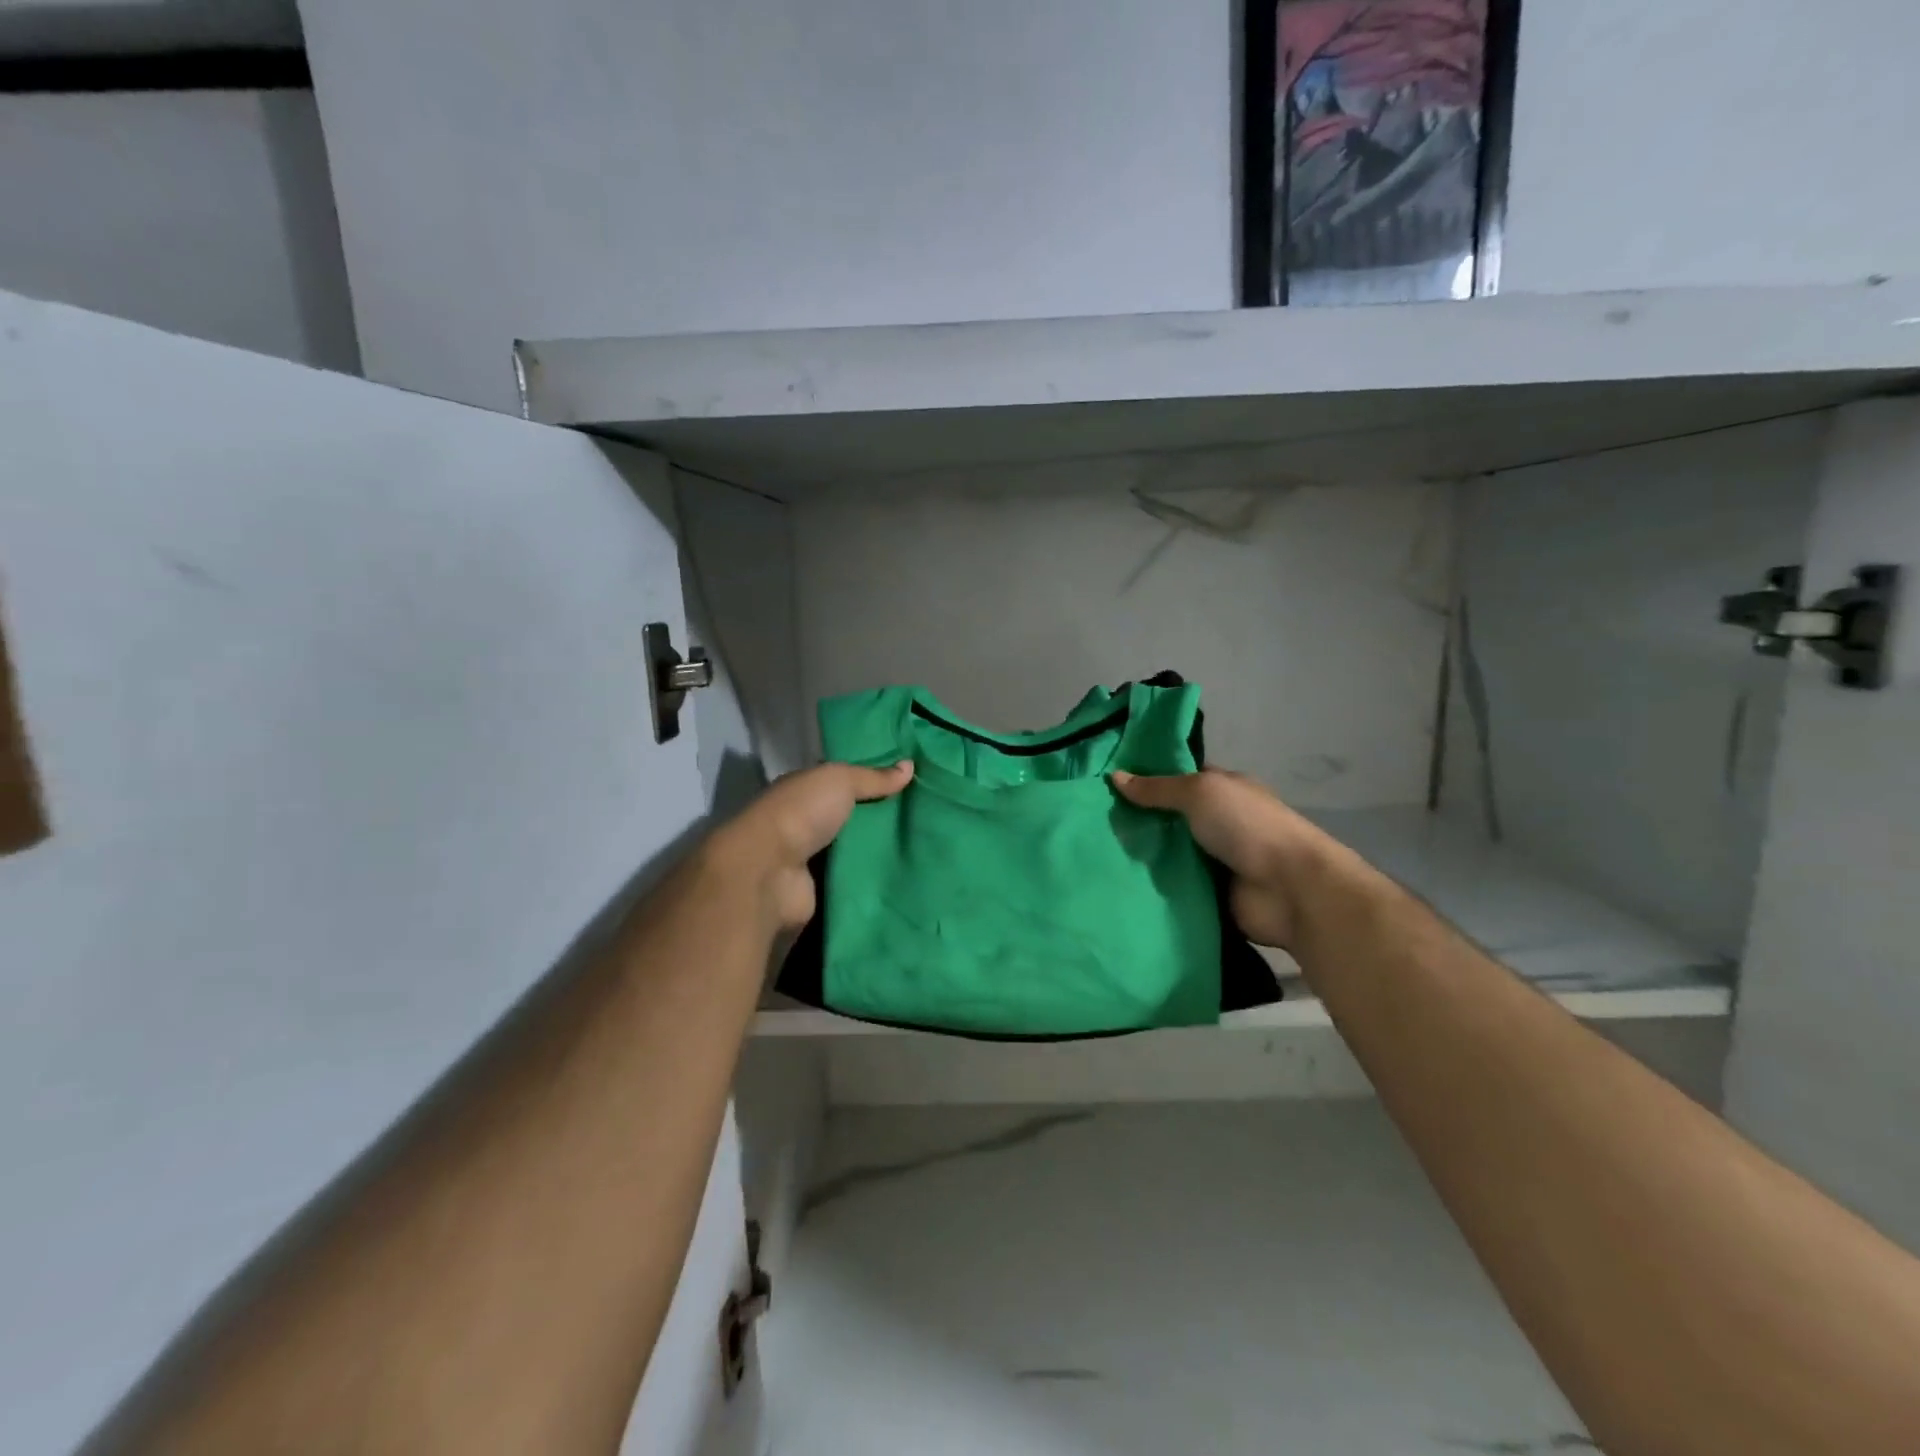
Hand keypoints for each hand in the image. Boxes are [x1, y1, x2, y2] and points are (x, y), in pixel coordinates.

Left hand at [707, 760, 913, 930]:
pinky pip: (854, 882)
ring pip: (855, 851)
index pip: (842, 783)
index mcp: (804, 791)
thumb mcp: (840, 781)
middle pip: (852, 818)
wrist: (770, 873)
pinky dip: (874, 881)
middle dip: (883, 819)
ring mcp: (811, 860)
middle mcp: (805, 823)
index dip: (873, 782)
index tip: (911, 784)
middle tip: (927, 818)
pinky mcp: (820, 892)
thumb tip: (910, 765)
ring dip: (881, 852)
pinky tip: (906, 877)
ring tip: (925, 848)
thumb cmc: (801, 814)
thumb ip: (874, 777)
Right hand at [1111, 767, 1331, 949]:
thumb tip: (1115, 777)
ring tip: (1092, 852)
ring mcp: (1213, 860)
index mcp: (1222, 790)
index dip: (1146, 777)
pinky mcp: (1208, 894)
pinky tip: (1116, 882)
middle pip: (1168, 817)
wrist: (1289, 890)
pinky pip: (1172, 886)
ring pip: (1166, 853)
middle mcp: (1217, 823)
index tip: (1105, 780)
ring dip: (1140, 855)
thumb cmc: (1247, 827)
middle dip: (1136, 819)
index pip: (1178, 778)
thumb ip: (1157, 788)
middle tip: (1090, 819)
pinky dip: (1151, 886)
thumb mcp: (1199, 793)